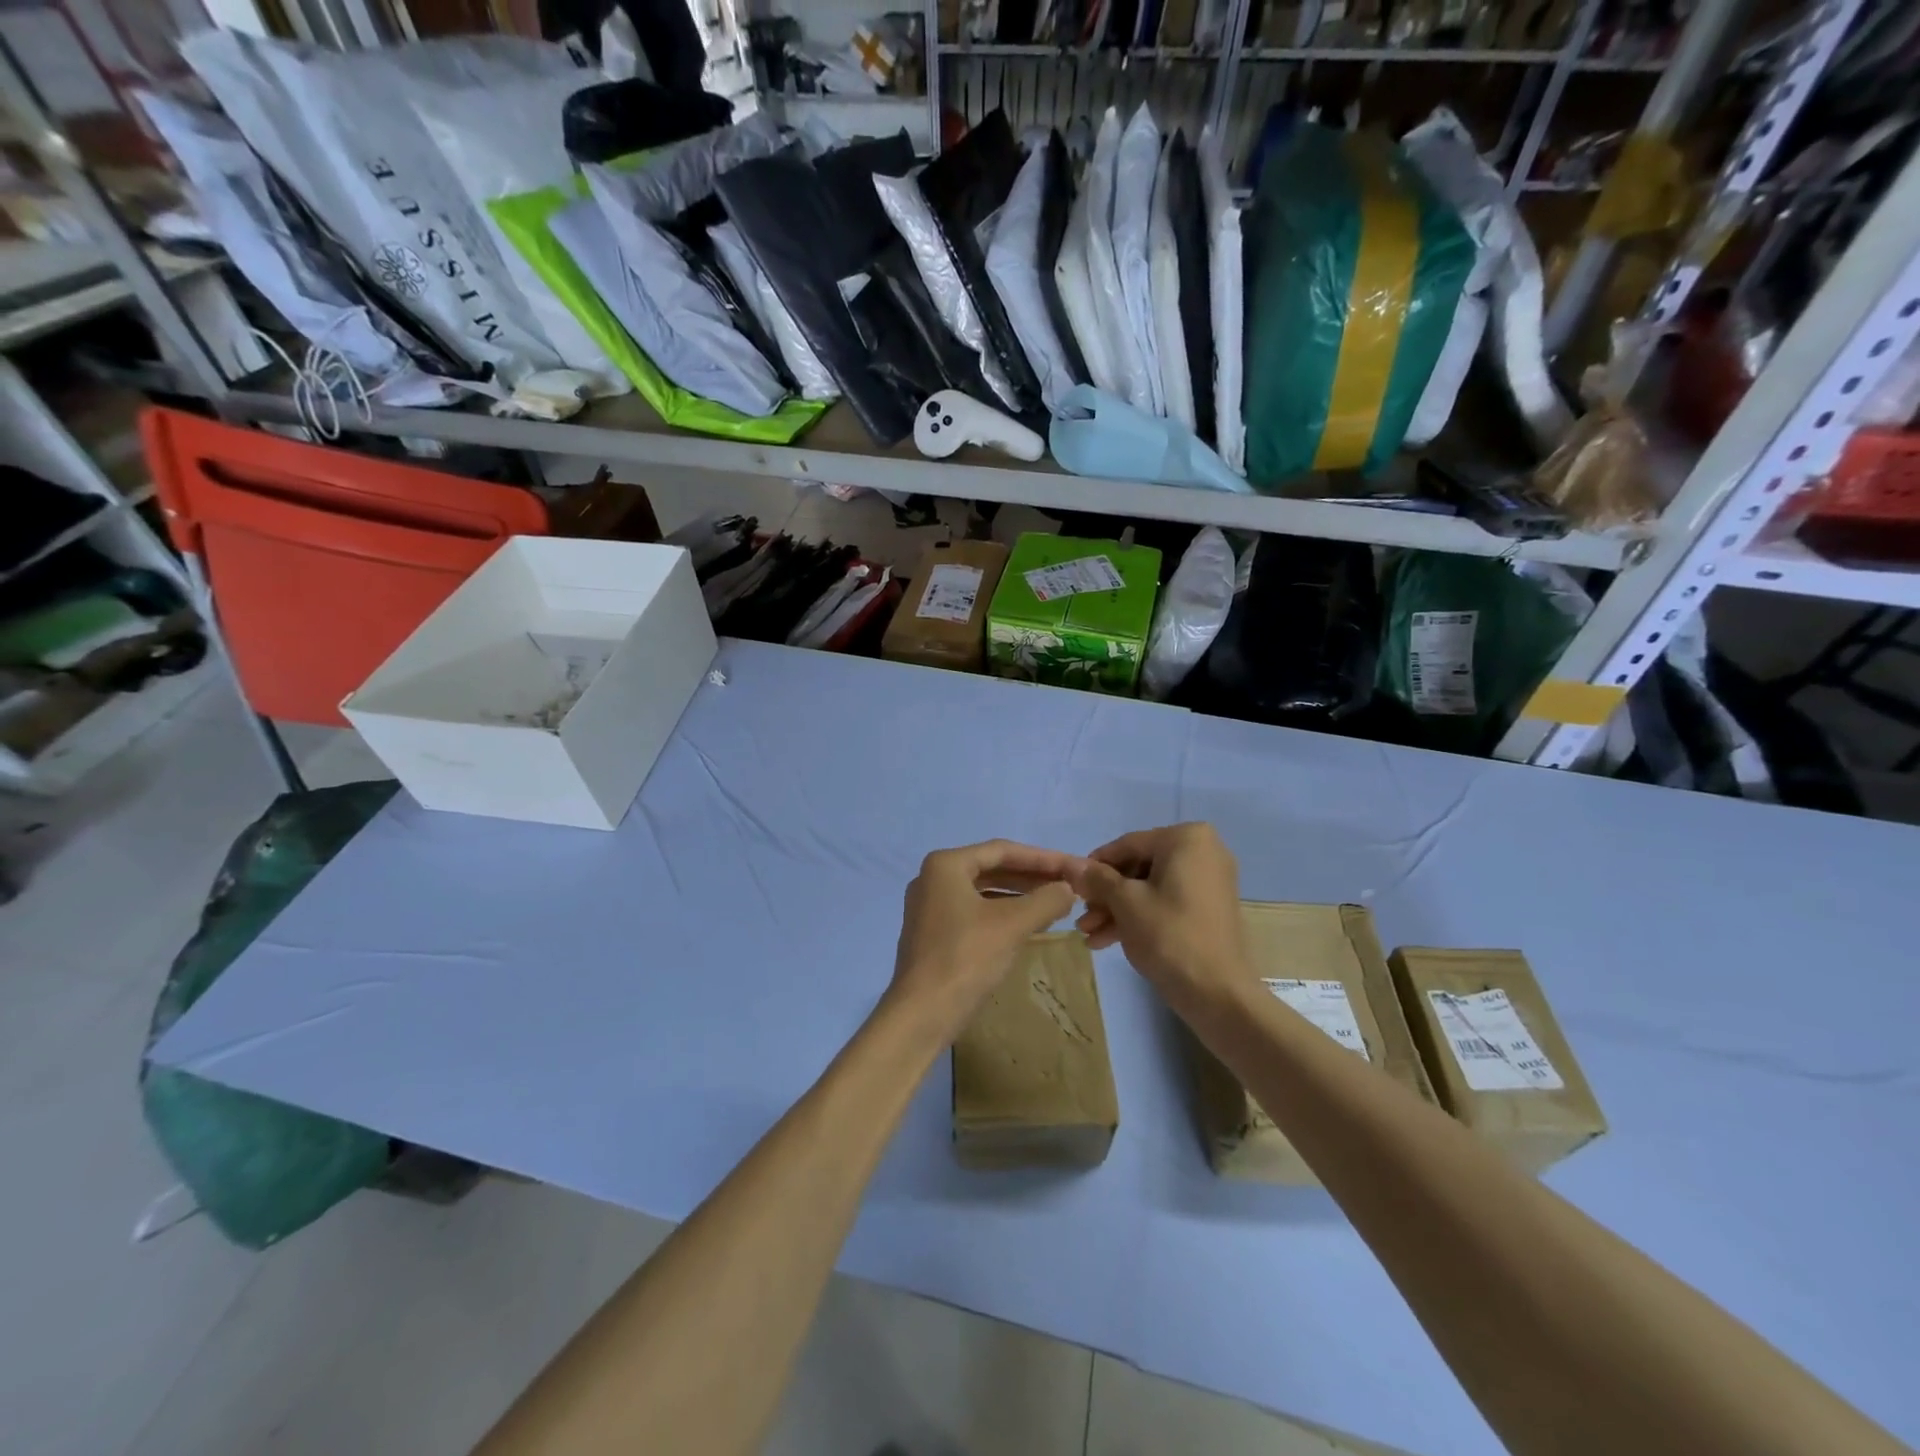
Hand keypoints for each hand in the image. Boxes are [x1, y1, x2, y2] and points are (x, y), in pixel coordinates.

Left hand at [886, 840, 1082, 1043]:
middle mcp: (932, 879)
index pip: (1002, 850)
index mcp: (945, 865)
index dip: (1042, 858)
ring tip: (1054, 904)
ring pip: (983, 892)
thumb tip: (1069, 889)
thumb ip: (1045, 900)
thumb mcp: (1012, 925)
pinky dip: (1002, 914)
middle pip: (992, 869)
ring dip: (1019, 896)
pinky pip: (974, 912)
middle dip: (1031, 877)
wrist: (921, 1014)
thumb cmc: (965, 958)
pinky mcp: (933, 934)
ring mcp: (929, 907)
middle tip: (1067, 885)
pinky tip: (1028, 926)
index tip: (1072, 866)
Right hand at [1071, 823, 1251, 1015]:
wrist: (1219, 993)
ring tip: (1089, 935)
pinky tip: (1107, 940)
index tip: (1071, 886)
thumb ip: (1097, 879)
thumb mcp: (1125, 903)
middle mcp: (1202, 851)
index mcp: (1186, 838)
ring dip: (1117, 910)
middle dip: (1106, 895)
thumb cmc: (1169, 936)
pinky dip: (1139, 917)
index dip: (1094, 867)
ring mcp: (1208, 880)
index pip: (1127, 845)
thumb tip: (1071, 865)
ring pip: (1150, 888)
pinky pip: (1166, 902)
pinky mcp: (1208, 907)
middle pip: (1138, 867)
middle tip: (1081, 918)